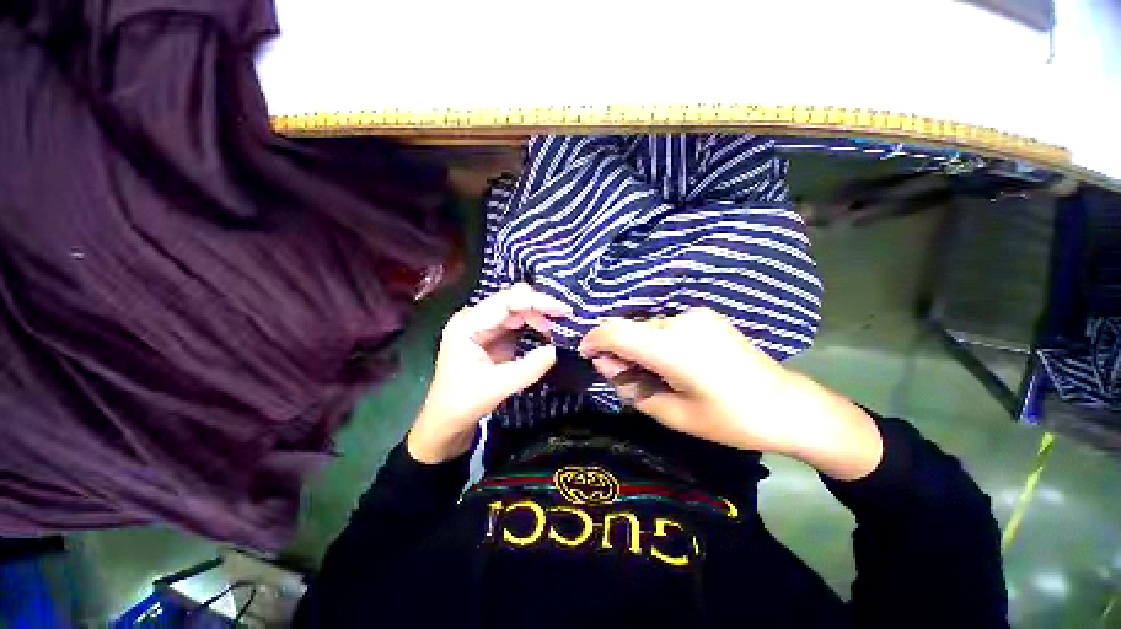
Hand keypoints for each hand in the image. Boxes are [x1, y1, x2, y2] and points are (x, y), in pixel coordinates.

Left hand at [407, 284, 571, 463]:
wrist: (447, 419)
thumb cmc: (464, 402)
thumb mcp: (497, 387)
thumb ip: (528, 369)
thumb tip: (556, 350)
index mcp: (468, 325)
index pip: (507, 301)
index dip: (537, 302)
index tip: (563, 310)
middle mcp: (475, 317)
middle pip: (512, 299)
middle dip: (540, 306)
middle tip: (564, 320)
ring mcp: (484, 324)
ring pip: (517, 307)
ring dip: (539, 314)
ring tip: (559, 327)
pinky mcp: (493, 334)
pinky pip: (518, 320)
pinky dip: (535, 323)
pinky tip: (548, 331)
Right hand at [579, 308, 882, 479]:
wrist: (788, 405)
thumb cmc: (730, 419)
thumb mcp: (672, 415)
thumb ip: (630, 387)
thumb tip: (605, 364)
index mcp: (672, 348)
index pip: (615, 331)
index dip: (594, 339)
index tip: (586, 354)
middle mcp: (680, 321)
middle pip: (630, 328)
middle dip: (616, 348)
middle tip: (621, 376)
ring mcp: (695, 315)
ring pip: (646, 326)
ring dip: (637, 345)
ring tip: (650, 373)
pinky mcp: (704, 315)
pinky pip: (665, 325)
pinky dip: (655, 340)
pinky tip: (670, 362)